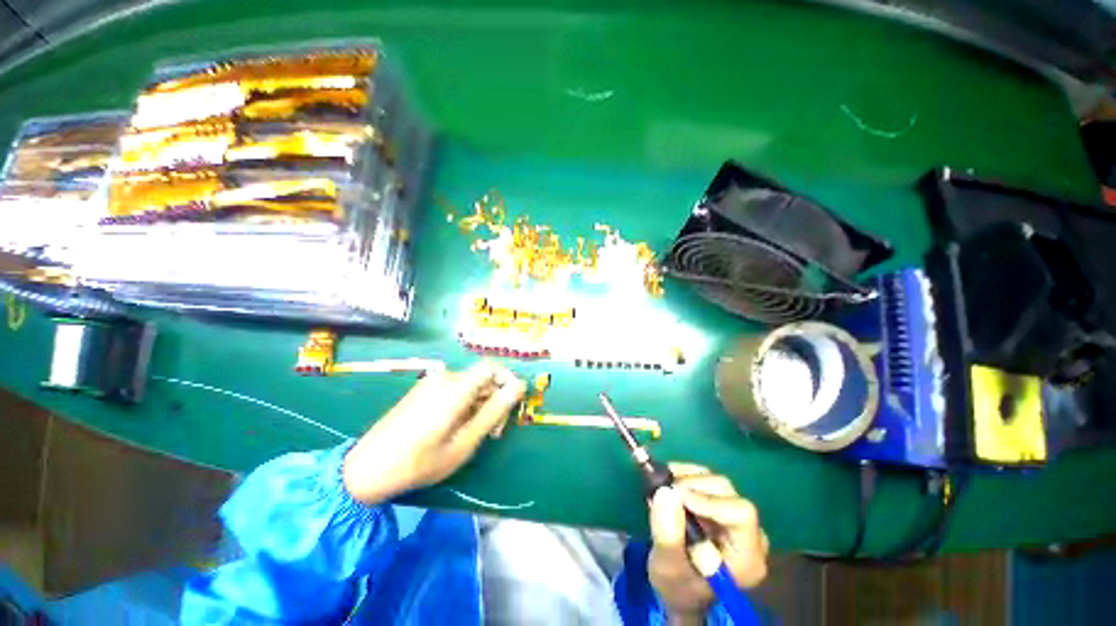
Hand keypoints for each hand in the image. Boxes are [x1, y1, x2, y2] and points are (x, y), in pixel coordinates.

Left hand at [343, 361, 525, 503]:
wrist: (366, 470)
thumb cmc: (419, 461)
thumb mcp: (464, 442)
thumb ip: (494, 412)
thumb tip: (519, 387)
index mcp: (455, 387)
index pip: (492, 368)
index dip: (508, 381)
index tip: (513, 405)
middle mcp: (444, 377)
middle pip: (482, 379)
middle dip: (495, 401)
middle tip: (494, 433)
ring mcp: (431, 383)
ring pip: (470, 386)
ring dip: (480, 405)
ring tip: (476, 434)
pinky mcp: (423, 391)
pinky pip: (455, 390)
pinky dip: (465, 405)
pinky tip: (458, 428)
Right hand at [648, 463, 768, 622]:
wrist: (679, 588)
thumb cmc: (677, 586)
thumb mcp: (668, 569)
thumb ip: (668, 536)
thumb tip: (665, 492)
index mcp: (747, 557)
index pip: (740, 514)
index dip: (708, 499)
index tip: (675, 495)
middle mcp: (750, 533)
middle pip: (727, 493)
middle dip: (691, 486)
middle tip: (662, 489)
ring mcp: (735, 516)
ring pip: (715, 481)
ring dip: (685, 478)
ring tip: (662, 487)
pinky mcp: (720, 503)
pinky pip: (706, 478)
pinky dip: (684, 474)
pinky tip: (668, 480)